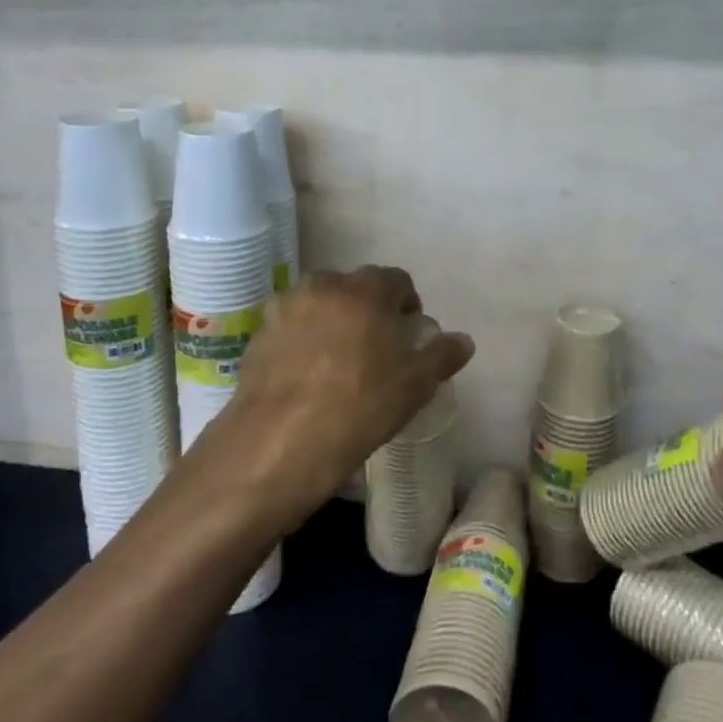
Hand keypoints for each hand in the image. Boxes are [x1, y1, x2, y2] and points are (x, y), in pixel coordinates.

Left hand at [190, 265, 473, 524]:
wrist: (279, 442)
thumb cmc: (359, 406)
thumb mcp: (414, 386)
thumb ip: (441, 357)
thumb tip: (463, 341)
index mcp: (365, 290)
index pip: (395, 279)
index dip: (406, 302)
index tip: (408, 329)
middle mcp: (324, 287)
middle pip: (353, 286)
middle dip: (367, 306)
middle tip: (375, 343)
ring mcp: (286, 307)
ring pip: (318, 303)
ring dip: (331, 319)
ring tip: (338, 357)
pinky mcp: (258, 334)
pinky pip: (291, 326)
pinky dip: (302, 338)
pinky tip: (307, 374)